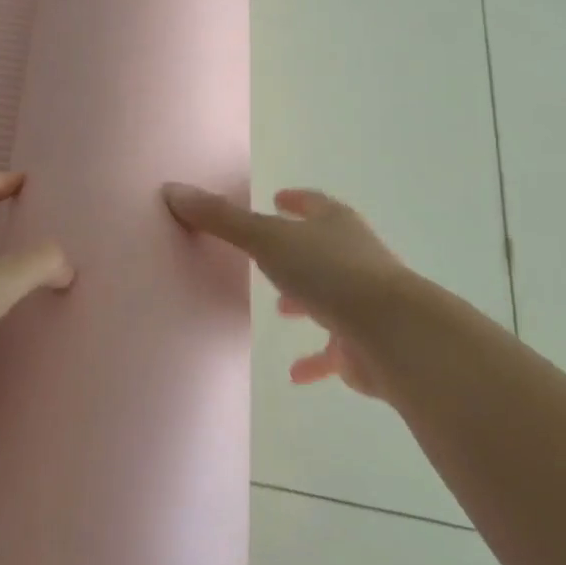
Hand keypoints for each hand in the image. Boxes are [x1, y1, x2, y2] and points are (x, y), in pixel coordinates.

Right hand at [163, 183, 405, 397]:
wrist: (391, 331)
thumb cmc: (328, 273)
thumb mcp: (266, 240)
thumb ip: (221, 219)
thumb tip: (174, 190)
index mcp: (335, 225)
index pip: (314, 204)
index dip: (296, 201)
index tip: (279, 198)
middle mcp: (354, 256)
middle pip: (324, 249)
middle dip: (297, 253)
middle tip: (271, 258)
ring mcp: (364, 301)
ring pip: (331, 295)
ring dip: (307, 300)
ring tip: (282, 309)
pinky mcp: (365, 344)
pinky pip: (335, 350)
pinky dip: (317, 359)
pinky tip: (296, 374)